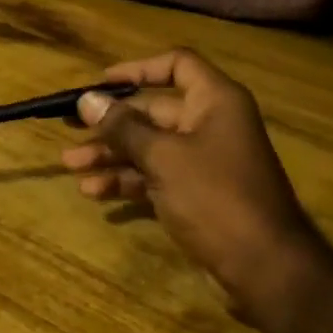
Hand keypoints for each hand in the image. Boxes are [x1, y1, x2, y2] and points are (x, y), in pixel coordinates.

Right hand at [61, 50, 321, 325]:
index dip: (138, 69)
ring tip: (71, 166)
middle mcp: (210, 124)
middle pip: (153, 111)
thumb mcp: (163, 157)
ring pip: (149, 147)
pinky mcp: (196, 195)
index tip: (101, 83)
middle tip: (68, 127)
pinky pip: (155, 177)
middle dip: (110, 122)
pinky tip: (93, 192)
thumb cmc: (215, 197)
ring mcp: (204, 162)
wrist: (264, 267)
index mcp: (215, 102)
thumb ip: (123, 127)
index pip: (177, 65)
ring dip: (111, 155)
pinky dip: (127, 181)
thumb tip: (88, 99)